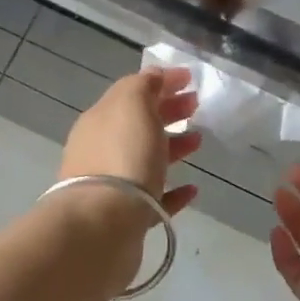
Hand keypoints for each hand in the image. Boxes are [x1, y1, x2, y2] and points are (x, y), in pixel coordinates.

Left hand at [58, 67, 201, 219]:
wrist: (102, 224)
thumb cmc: (121, 156)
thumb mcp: (131, 105)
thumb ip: (142, 85)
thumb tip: (154, 76)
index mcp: (100, 120)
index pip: (131, 93)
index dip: (161, 82)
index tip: (190, 78)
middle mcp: (102, 150)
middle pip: (138, 125)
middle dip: (167, 111)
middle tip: (195, 106)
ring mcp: (113, 186)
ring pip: (146, 160)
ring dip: (172, 147)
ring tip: (199, 142)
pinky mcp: (128, 218)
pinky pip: (155, 200)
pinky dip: (173, 192)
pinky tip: (192, 189)